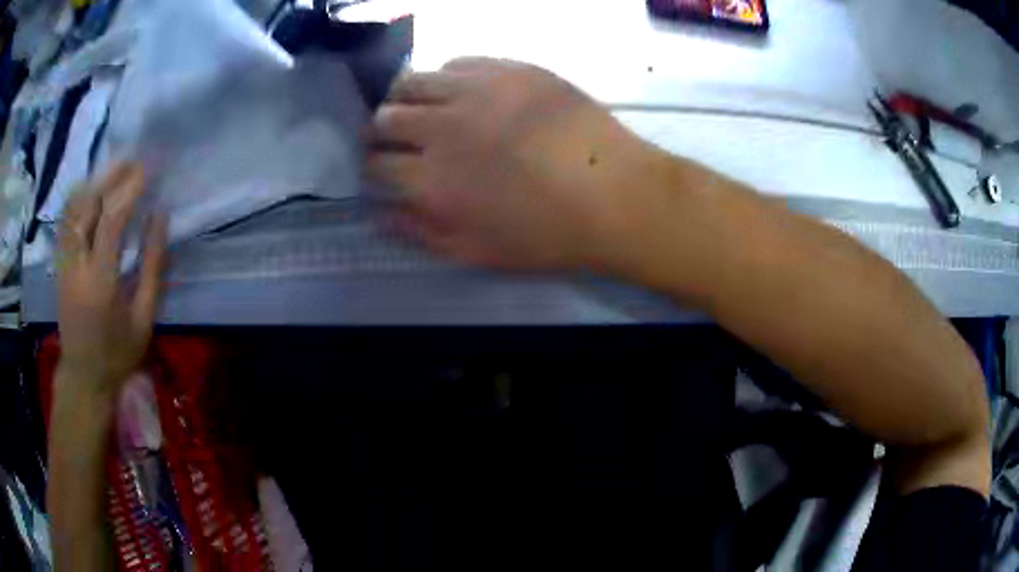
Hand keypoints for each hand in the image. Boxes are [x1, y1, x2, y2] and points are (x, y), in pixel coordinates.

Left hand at [56, 163, 166, 395]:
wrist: (84, 377)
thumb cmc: (118, 354)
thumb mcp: (144, 318)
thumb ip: (152, 266)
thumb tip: (160, 218)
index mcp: (100, 282)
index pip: (112, 220)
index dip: (129, 189)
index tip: (147, 169)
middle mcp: (76, 266)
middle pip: (89, 207)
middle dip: (111, 178)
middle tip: (132, 160)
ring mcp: (63, 264)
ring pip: (73, 209)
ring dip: (93, 184)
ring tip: (113, 170)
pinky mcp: (58, 265)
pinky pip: (65, 222)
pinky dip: (78, 199)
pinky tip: (90, 190)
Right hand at [366, 58, 656, 269]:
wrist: (615, 195)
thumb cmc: (547, 235)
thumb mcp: (476, 253)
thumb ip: (419, 233)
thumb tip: (379, 213)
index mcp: (431, 181)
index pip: (376, 163)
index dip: (371, 165)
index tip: (380, 167)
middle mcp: (442, 128)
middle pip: (384, 116)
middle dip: (379, 129)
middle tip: (395, 136)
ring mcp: (476, 91)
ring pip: (413, 81)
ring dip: (405, 97)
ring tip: (423, 108)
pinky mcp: (509, 69)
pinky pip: (458, 63)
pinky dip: (448, 78)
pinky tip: (462, 92)